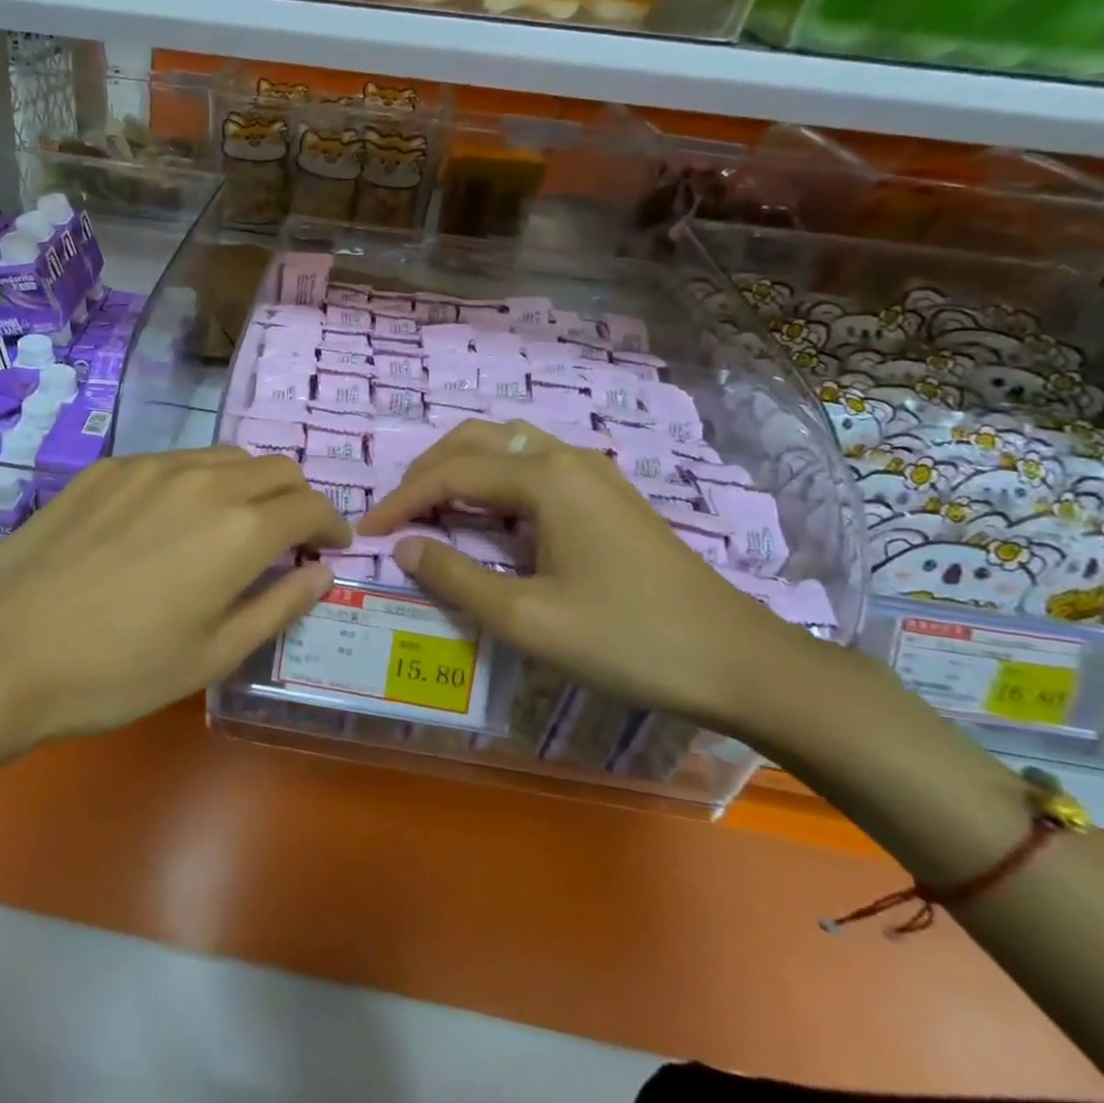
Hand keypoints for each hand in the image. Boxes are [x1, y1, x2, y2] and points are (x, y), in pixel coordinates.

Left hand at [0, 448, 349, 750]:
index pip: (310, 505)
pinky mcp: (111, 467)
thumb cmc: (117, 669)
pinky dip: (199, 482)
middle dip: (296, 500)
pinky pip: (176, 461)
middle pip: (276, 468)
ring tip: (232, 528)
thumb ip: (279, 606)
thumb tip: (322, 573)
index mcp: (240, 529)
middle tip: (288, 541)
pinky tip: (170, 523)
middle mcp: (205, 480)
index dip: (332, 524)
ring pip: (227, 457)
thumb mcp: (212, 655)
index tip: (333, 547)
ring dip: (249, 486)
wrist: (1, 646)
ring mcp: (152, 466)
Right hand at [357, 419, 812, 730]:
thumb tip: (405, 547)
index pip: (451, 474)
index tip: (365, 532)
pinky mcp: (608, 494)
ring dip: (460, 470)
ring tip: (431, 512)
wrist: (738, 661)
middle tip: (396, 515)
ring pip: (507, 447)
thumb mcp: (528, 619)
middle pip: (476, 441)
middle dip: (427, 472)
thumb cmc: (627, 640)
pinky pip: (534, 467)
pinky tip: (488, 518)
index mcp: (545, 478)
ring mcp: (593, 473)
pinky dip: (494, 481)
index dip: (401, 501)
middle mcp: (566, 458)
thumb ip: (456, 578)